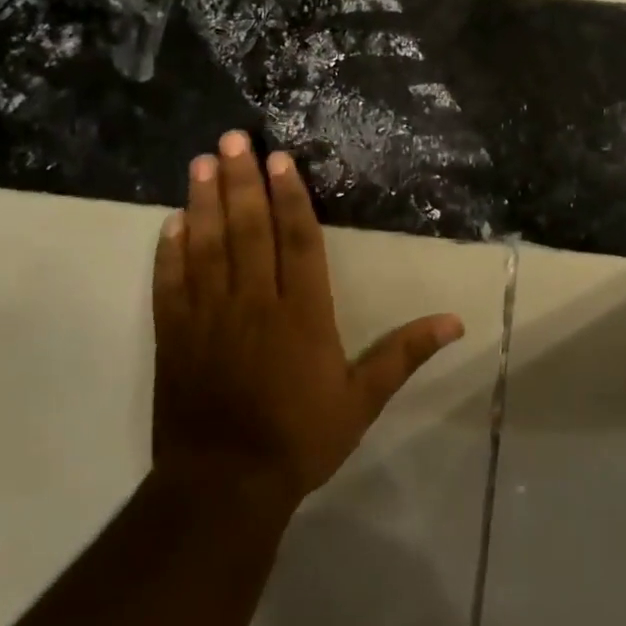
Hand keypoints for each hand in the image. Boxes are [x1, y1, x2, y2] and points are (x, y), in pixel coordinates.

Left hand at [150, 130, 465, 506]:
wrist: (223, 486)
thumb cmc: (300, 438)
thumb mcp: (362, 400)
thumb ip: (405, 354)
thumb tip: (456, 322)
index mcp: (302, 314)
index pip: (298, 241)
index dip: (290, 197)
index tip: (279, 160)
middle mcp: (255, 303)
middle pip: (249, 230)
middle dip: (242, 182)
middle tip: (232, 139)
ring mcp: (209, 318)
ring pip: (207, 247)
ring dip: (204, 202)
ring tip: (202, 162)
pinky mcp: (175, 337)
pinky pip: (171, 284)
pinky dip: (170, 251)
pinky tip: (171, 222)